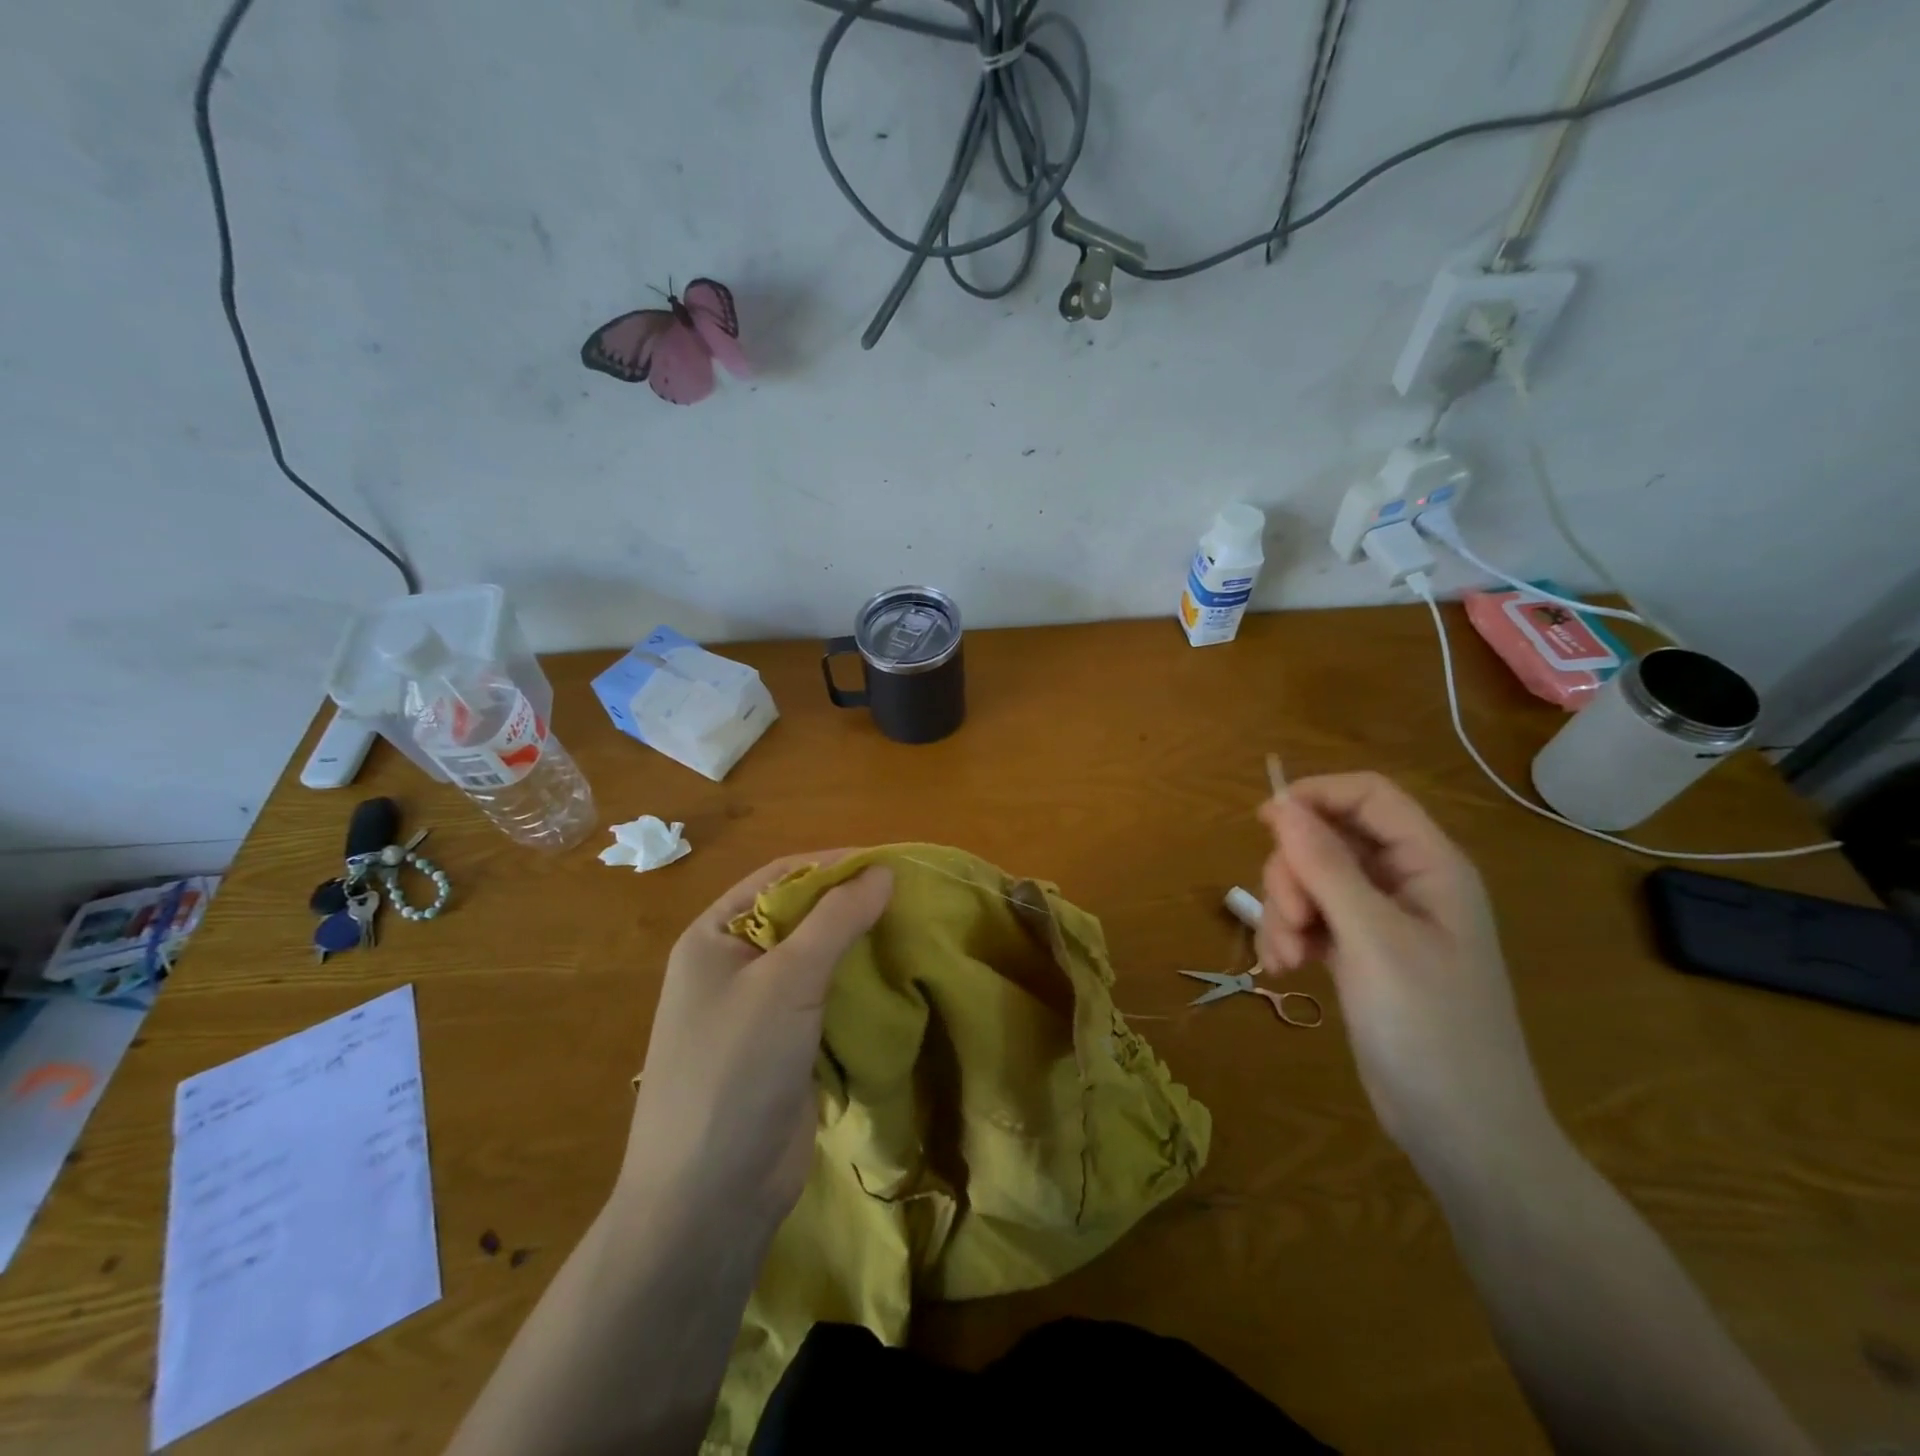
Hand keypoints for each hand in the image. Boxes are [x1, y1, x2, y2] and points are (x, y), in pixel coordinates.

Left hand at [620, 852, 891, 1225]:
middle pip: (798, 915)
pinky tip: (894, 977)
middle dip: (848, 904)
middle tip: (908, 896)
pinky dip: (856, 984)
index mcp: (714, 937)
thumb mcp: (787, 980)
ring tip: (910, 929)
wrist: (709, 1198)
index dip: (832, 864)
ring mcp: (757, 1010)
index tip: (888, 862)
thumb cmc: (736, 1069)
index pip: (779, 877)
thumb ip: (835, 919)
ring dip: (856, 944)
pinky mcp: (784, 1047)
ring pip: (815, 959)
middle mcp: (732, 965)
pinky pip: (824, 1000)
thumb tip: (882, 871)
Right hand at [1255, 773, 1552, 1166]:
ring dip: (1285, 913)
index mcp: (1430, 866)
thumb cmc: (1430, 1028)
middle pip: (1328, 840)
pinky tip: (1284, 971)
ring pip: (1310, 880)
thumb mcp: (1372, 939)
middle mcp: (1405, 883)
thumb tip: (1281, 804)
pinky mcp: (1359, 951)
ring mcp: (1381, 919)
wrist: (1461, 1131)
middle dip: (1294, 876)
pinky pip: (1309, 918)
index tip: (1264, 822)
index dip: (1316, 796)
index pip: (1369, 796)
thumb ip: (1325, 866)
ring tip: (1286, 962)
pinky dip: (1288, 937)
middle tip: (1291, 923)